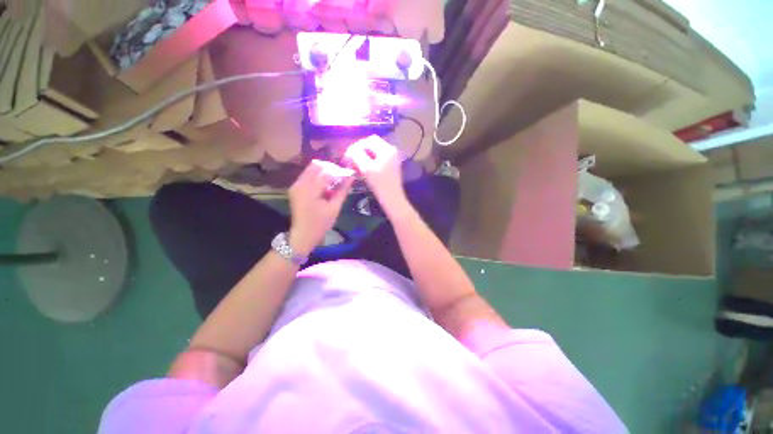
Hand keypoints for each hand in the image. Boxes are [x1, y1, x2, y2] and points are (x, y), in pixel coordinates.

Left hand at [288, 160, 353, 254]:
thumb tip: (352, 176)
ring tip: (335, 181)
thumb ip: (343, 190)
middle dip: (331, 168)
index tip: (349, 174)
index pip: (326, 172)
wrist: (303, 234)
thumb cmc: (321, 223)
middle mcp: (300, 184)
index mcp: (310, 190)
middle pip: (316, 165)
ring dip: (324, 171)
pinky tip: (325, 185)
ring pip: (311, 168)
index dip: (339, 171)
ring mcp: (296, 185)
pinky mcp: (295, 187)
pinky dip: (318, 176)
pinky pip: (308, 175)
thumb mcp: (335, 207)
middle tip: (341, 176)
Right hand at [344, 135, 408, 216]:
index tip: (347, 156)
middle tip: (350, 160)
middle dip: (359, 151)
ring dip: (363, 157)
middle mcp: (391, 150)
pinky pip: (378, 159)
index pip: (368, 140)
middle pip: (372, 145)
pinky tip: (362, 169)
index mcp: (387, 149)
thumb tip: (351, 151)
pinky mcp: (391, 166)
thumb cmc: (380, 184)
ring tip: (354, 165)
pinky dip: (369, 162)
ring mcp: (392, 158)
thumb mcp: (366, 168)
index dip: (355, 146)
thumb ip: (357, 155)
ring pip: (374, 152)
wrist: (393, 200)